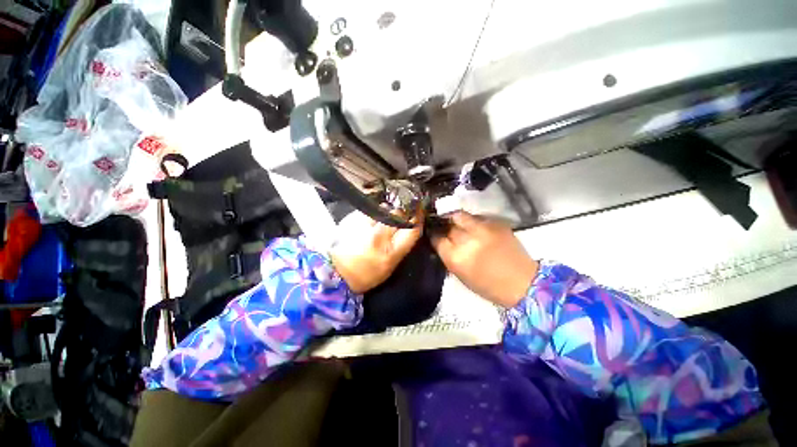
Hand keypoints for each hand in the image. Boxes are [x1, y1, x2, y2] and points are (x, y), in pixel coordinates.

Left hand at [330, 211, 422, 293]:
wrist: (335, 272)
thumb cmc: (366, 274)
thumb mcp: (390, 266)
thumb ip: (401, 246)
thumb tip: (409, 225)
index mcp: (390, 252)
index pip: (412, 229)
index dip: (418, 218)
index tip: (419, 210)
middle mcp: (378, 236)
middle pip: (398, 214)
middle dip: (401, 213)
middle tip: (398, 216)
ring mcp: (364, 225)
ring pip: (383, 208)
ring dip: (385, 212)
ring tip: (379, 220)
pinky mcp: (351, 218)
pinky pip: (368, 210)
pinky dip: (371, 213)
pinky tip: (367, 222)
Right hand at [431, 212, 538, 307]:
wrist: (522, 283)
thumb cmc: (488, 285)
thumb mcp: (461, 275)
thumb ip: (449, 256)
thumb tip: (441, 241)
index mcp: (456, 258)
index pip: (437, 238)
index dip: (434, 235)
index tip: (434, 234)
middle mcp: (467, 240)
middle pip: (448, 225)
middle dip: (445, 226)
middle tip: (446, 228)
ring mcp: (482, 229)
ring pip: (460, 215)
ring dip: (456, 219)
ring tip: (457, 223)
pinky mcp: (496, 223)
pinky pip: (476, 217)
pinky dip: (472, 221)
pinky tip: (475, 228)